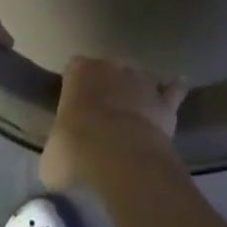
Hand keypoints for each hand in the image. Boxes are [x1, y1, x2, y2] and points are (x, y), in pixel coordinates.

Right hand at [41, 56, 187, 191]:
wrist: (120, 157)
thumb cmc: (76, 151)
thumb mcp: (51, 157)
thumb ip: (57, 147)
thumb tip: (60, 159)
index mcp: (78, 73)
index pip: (74, 68)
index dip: (75, 86)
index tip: (75, 107)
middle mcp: (111, 67)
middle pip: (109, 69)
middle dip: (108, 86)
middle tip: (104, 114)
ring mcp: (141, 80)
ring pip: (139, 78)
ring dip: (137, 92)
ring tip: (134, 115)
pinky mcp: (165, 100)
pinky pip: (172, 90)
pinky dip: (173, 90)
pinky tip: (175, 93)